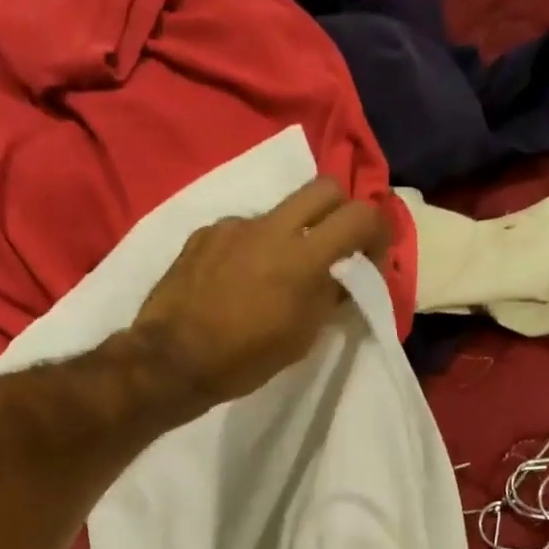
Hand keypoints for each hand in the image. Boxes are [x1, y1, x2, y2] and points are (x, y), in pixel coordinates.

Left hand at [131, 178, 390, 404]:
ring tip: (275, 276)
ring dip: (290, 234)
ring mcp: (234, 226)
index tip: (371, 257)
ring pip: (278, 211)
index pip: (360, 215)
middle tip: (334, 248)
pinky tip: (236, 282)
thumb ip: (326, 299)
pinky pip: (240, 231)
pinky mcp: (204, 234)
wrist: (171, 360)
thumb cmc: (242, 360)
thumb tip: (341, 278)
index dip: (377, 231)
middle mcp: (271, 227)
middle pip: (324, 188)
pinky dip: (250, 249)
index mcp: (302, 257)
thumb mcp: (298, 339)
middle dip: (339, 212)